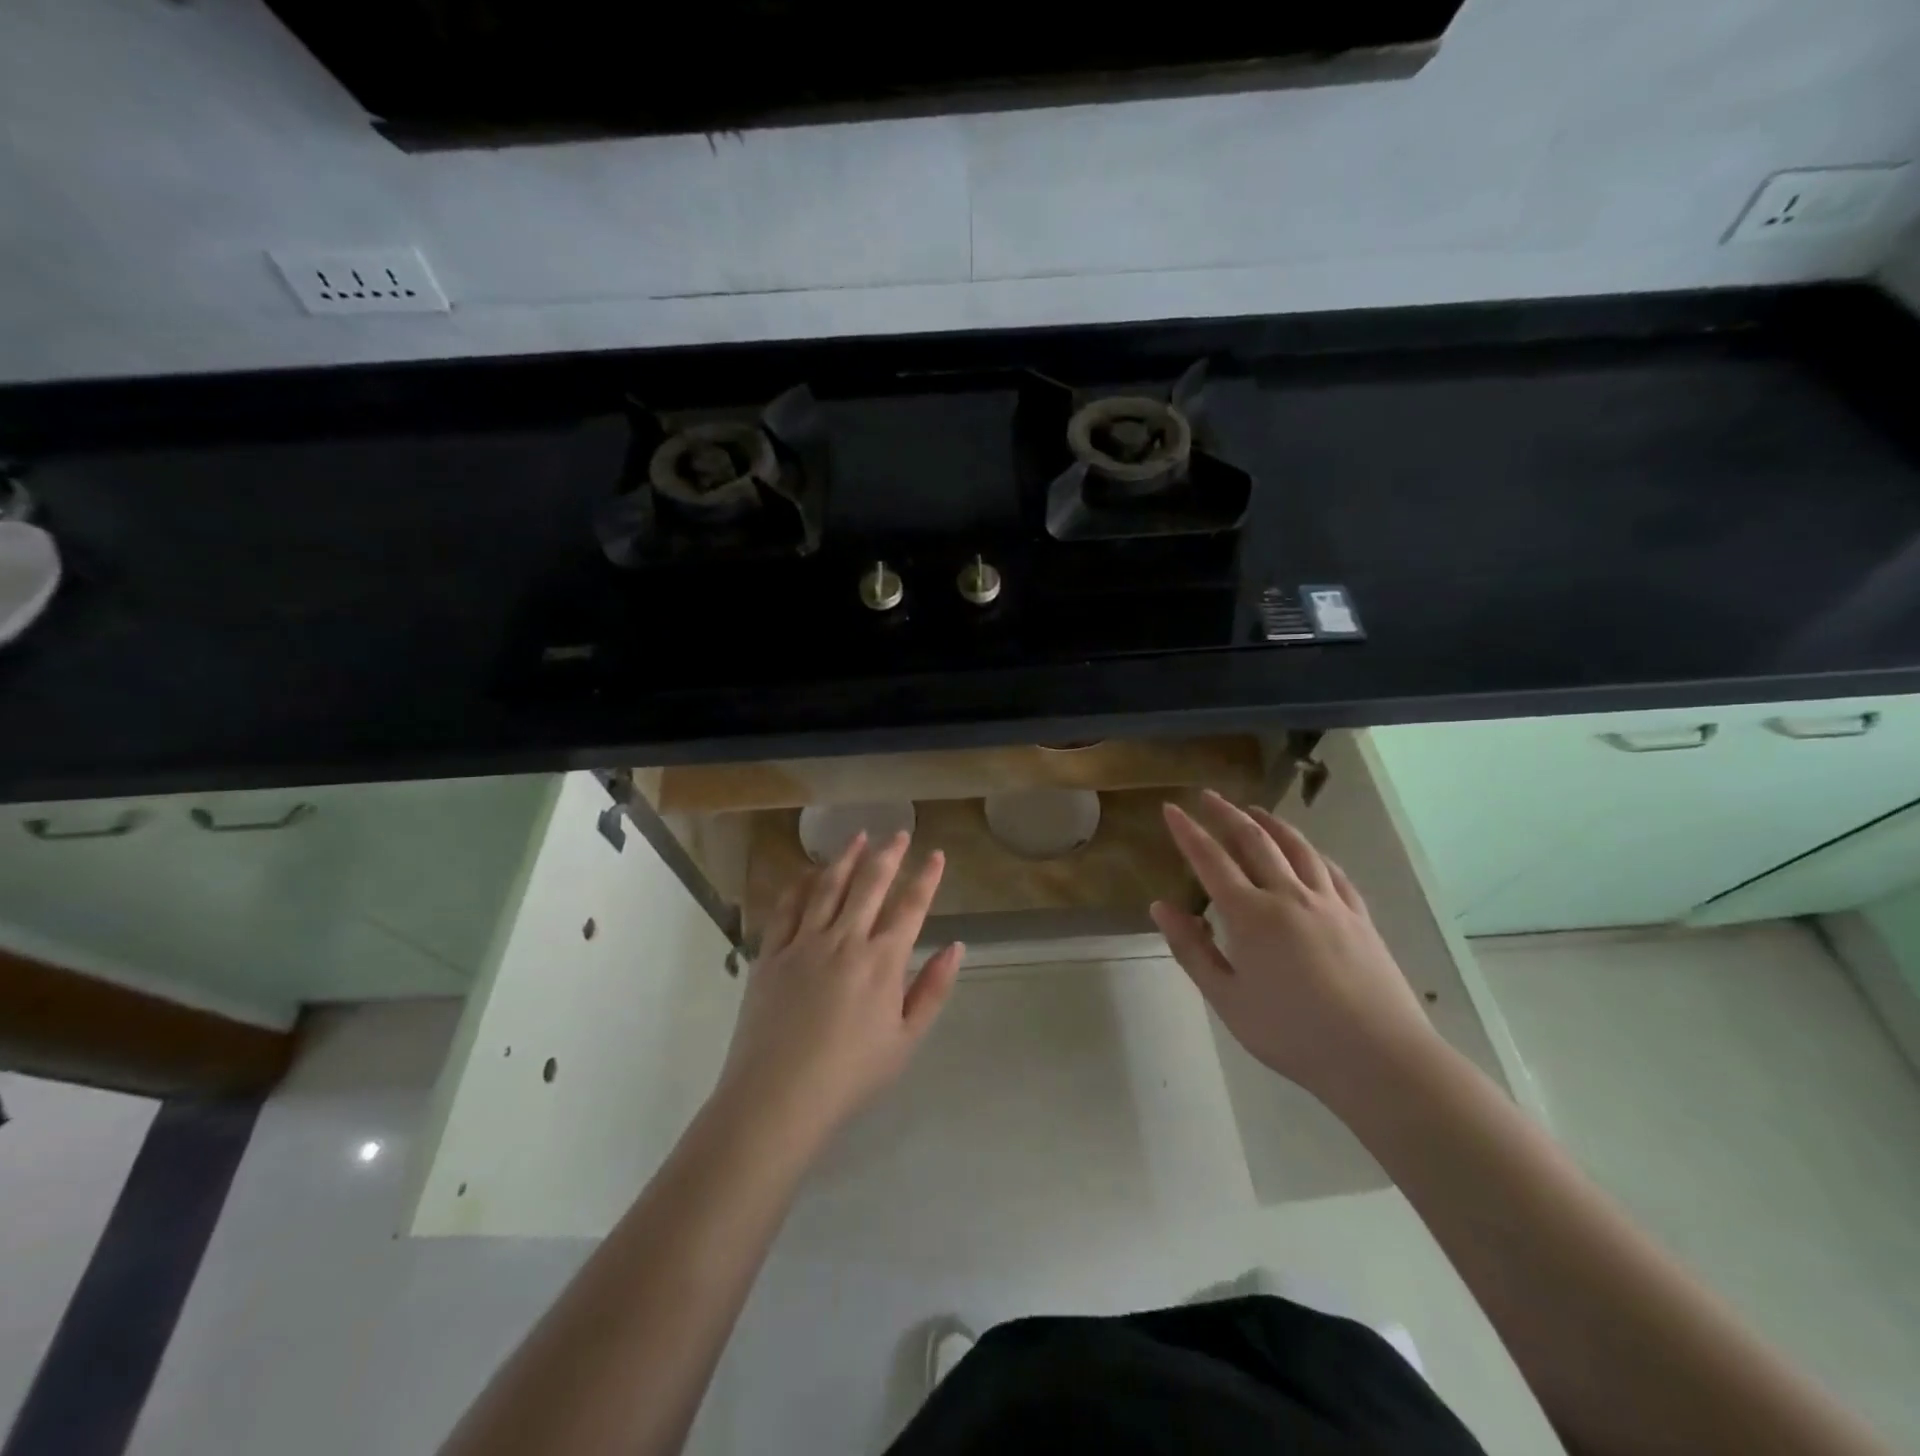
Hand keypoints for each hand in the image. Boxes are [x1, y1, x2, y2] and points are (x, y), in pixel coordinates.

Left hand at [716, 830, 964, 1148]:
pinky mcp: (771, 954)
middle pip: (870, 884)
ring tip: (858, 836)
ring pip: (828, 886)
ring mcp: (804, 943)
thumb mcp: (906, 1040)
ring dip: (846, 857)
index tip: (936, 854)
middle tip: (899, 833)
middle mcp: (845, 940)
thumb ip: (933, 989)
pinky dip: (801, 884)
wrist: (778, 1097)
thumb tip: (956, 946)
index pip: (911, 906)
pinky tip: (809, 872)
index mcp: (882, 961)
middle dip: (888, 854)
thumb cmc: (851, 1075)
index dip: (926, 877)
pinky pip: (788, 908)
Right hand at [1150, 790, 1438, 1103]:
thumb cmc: (1292, 1034)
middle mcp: (1289, 895)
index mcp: (1251, 915)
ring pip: (1296, 847)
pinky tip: (1308, 852)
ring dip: (1271, 823)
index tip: (1171, 808)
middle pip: (1254, 841)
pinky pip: (1331, 871)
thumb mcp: (1227, 999)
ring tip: (1253, 810)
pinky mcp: (1359, 917)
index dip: (1188, 831)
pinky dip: (1311, 852)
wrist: (1379, 1058)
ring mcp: (1329, 903)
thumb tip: (1161, 907)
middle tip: (1207, 796)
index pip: (1210, 860)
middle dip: (1226, 814)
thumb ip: (1191, 949)